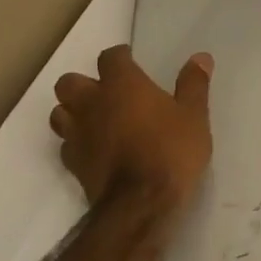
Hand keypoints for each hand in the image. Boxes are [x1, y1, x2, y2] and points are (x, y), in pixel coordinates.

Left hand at [49, 46, 213, 207]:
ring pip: (59, 112)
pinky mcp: (72, 163)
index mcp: (122, 85)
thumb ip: (194, 84)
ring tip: (95, 119)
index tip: (132, 63)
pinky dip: (76, 141)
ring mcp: (77, 134)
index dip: (120, 57)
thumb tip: (200, 57)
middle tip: (108, 93)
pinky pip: (66, 143)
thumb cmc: (171, 151)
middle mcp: (92, 103)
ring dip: (73, 111)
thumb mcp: (194, 116)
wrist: (141, 204)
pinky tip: (94, 149)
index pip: (110, 57)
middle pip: (70, 82)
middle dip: (85, 83)